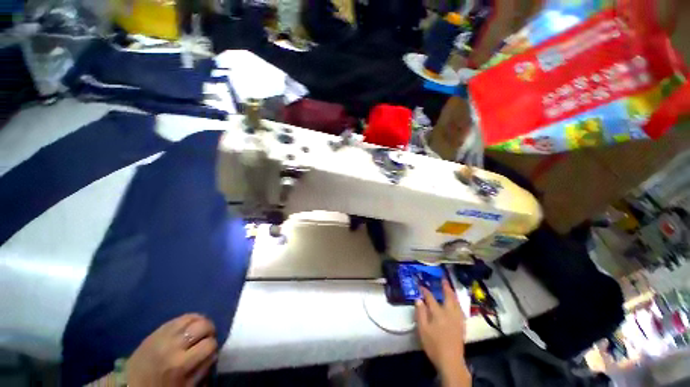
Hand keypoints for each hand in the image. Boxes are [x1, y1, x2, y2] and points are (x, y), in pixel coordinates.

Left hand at [126, 314, 217, 386]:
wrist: (131, 383)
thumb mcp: (185, 386)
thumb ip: (203, 368)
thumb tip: (214, 352)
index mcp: (180, 364)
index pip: (210, 344)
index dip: (213, 347)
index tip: (209, 352)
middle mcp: (174, 345)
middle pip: (203, 325)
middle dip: (210, 331)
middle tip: (207, 338)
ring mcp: (165, 334)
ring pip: (194, 317)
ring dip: (202, 323)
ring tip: (200, 331)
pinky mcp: (159, 328)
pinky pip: (182, 316)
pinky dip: (192, 319)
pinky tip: (191, 326)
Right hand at [415, 280, 469, 385]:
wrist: (451, 360)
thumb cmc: (434, 345)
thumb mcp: (422, 329)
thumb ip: (420, 313)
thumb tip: (418, 299)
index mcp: (438, 313)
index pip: (430, 297)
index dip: (425, 290)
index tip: (420, 285)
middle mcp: (449, 313)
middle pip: (448, 296)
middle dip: (445, 286)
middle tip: (443, 279)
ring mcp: (457, 319)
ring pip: (456, 302)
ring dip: (452, 293)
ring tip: (449, 287)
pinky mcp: (462, 325)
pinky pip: (460, 309)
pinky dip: (457, 302)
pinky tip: (456, 303)